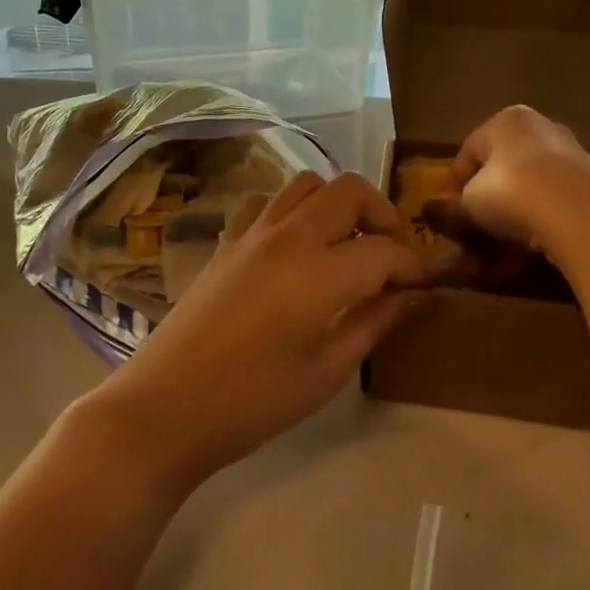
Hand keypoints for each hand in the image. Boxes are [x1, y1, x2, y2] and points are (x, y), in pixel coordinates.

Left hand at [81, 170, 425, 492]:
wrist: (167, 405)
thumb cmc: (253, 401)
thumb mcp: (326, 372)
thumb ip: (372, 324)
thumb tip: (409, 295)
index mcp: (320, 272)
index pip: (384, 250)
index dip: (412, 266)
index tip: (422, 286)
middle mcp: (288, 236)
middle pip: (349, 190)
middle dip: (381, 213)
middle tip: (388, 254)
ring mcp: (252, 232)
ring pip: (307, 184)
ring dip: (336, 204)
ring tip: (344, 245)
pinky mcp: (226, 240)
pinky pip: (267, 202)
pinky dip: (291, 210)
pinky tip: (293, 246)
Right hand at [449, 105, 589, 255]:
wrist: (581, 215)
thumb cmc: (510, 193)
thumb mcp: (468, 202)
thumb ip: (455, 206)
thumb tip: (445, 212)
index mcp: (505, 120)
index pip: (469, 151)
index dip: (454, 183)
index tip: (447, 211)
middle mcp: (540, 128)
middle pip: (502, 166)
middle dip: (487, 198)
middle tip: (474, 227)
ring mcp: (571, 154)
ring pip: (529, 187)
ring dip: (513, 214)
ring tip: (501, 245)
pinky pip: (553, 203)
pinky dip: (538, 222)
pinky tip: (529, 247)